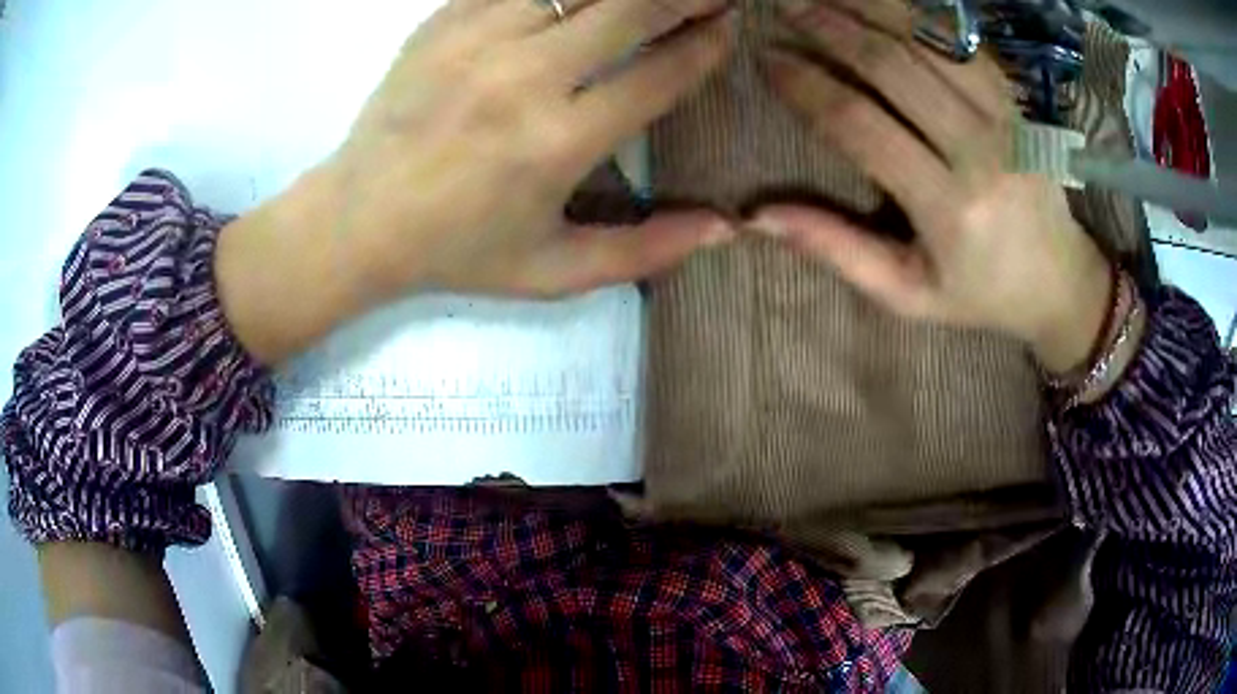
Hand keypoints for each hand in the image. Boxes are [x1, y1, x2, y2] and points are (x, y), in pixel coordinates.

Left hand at [217, 0, 736, 364]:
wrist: (359, 218)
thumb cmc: (458, 251)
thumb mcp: (553, 272)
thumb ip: (644, 252)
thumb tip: (727, 229)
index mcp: (557, 143)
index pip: (660, 74)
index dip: (706, 45)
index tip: (726, 29)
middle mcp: (524, 78)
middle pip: (631, 7)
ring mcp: (478, 39)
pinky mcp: (445, 19)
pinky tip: (575, 3)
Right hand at [749, 0, 1112, 373]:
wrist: (1060, 281)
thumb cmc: (980, 294)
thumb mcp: (907, 294)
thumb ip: (837, 250)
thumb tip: (758, 216)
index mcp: (947, 207)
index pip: (860, 124)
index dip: (806, 85)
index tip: (767, 60)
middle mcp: (979, 151)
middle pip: (892, 66)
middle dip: (829, 28)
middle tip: (784, 6)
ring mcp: (1005, 118)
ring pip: (927, 41)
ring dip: (868, 7)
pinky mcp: (1016, 102)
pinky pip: (961, 42)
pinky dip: (918, 14)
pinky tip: (881, 0)